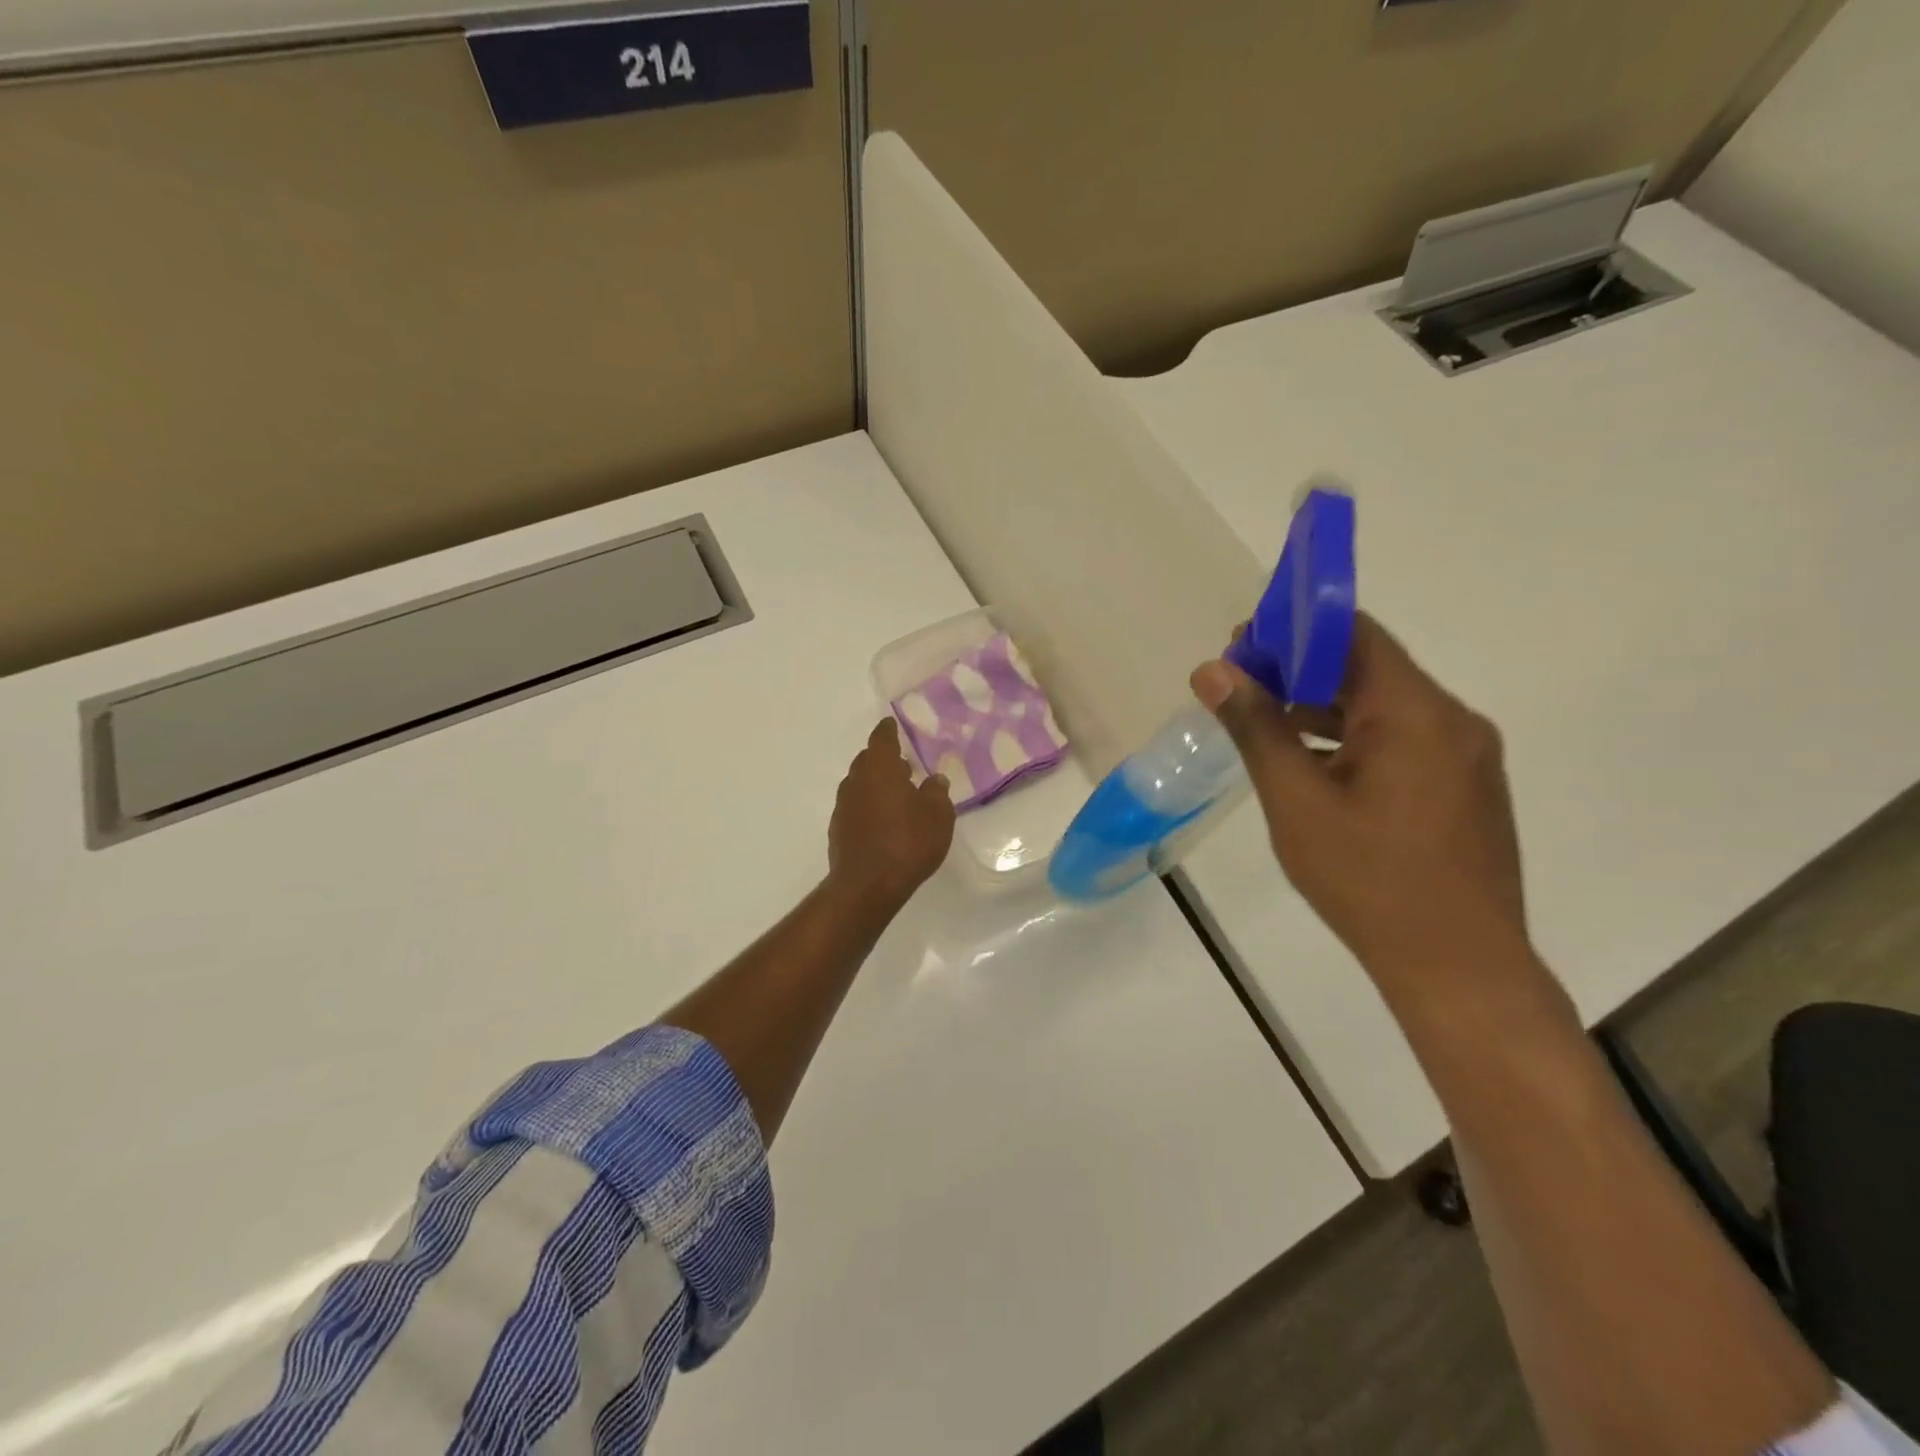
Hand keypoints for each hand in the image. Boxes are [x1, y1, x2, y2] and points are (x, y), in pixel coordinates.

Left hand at [826, 719, 956, 914]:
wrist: (867, 886)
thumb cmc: (908, 843)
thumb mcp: (938, 816)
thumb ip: (937, 792)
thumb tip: (935, 779)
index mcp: (879, 768)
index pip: (882, 738)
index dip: (889, 730)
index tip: (893, 724)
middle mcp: (856, 780)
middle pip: (869, 761)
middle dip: (885, 760)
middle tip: (905, 766)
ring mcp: (844, 806)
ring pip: (861, 784)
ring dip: (877, 785)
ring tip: (898, 795)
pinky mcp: (838, 829)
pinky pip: (856, 807)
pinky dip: (869, 806)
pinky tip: (884, 821)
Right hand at [1191, 613, 1527, 987]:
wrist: (1459, 968)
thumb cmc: (1368, 881)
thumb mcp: (1296, 801)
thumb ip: (1256, 728)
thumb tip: (1213, 671)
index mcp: (1416, 713)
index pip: (1353, 634)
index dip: (1292, 630)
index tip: (1239, 648)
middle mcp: (1452, 720)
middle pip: (1368, 668)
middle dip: (1299, 670)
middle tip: (1240, 689)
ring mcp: (1466, 756)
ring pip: (1385, 706)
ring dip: (1324, 706)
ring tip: (1265, 725)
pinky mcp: (1466, 788)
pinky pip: (1404, 740)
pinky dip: (1354, 737)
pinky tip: (1313, 766)